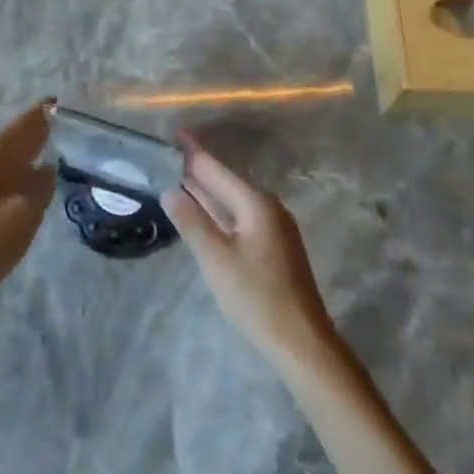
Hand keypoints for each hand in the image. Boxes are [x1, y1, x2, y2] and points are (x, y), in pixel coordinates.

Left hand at [0, 102, 54, 318]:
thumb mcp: (26, 213)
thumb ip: (42, 184)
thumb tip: (48, 167)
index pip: (27, 120)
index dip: (49, 111)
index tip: (71, 103)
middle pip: (16, 133)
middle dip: (41, 128)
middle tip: (73, 126)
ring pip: (8, 152)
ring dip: (30, 147)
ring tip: (58, 148)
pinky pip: (1, 168)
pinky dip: (20, 165)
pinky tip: (31, 177)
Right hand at [163, 136, 337, 367]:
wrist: (302, 342)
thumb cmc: (256, 297)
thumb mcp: (216, 259)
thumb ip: (192, 221)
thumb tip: (170, 190)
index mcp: (255, 203)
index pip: (217, 169)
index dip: (194, 152)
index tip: (176, 132)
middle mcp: (268, 207)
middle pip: (226, 181)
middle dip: (199, 169)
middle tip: (171, 155)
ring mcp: (274, 227)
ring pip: (234, 200)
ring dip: (209, 190)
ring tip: (181, 177)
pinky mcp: (275, 246)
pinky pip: (241, 215)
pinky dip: (220, 209)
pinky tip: (206, 213)